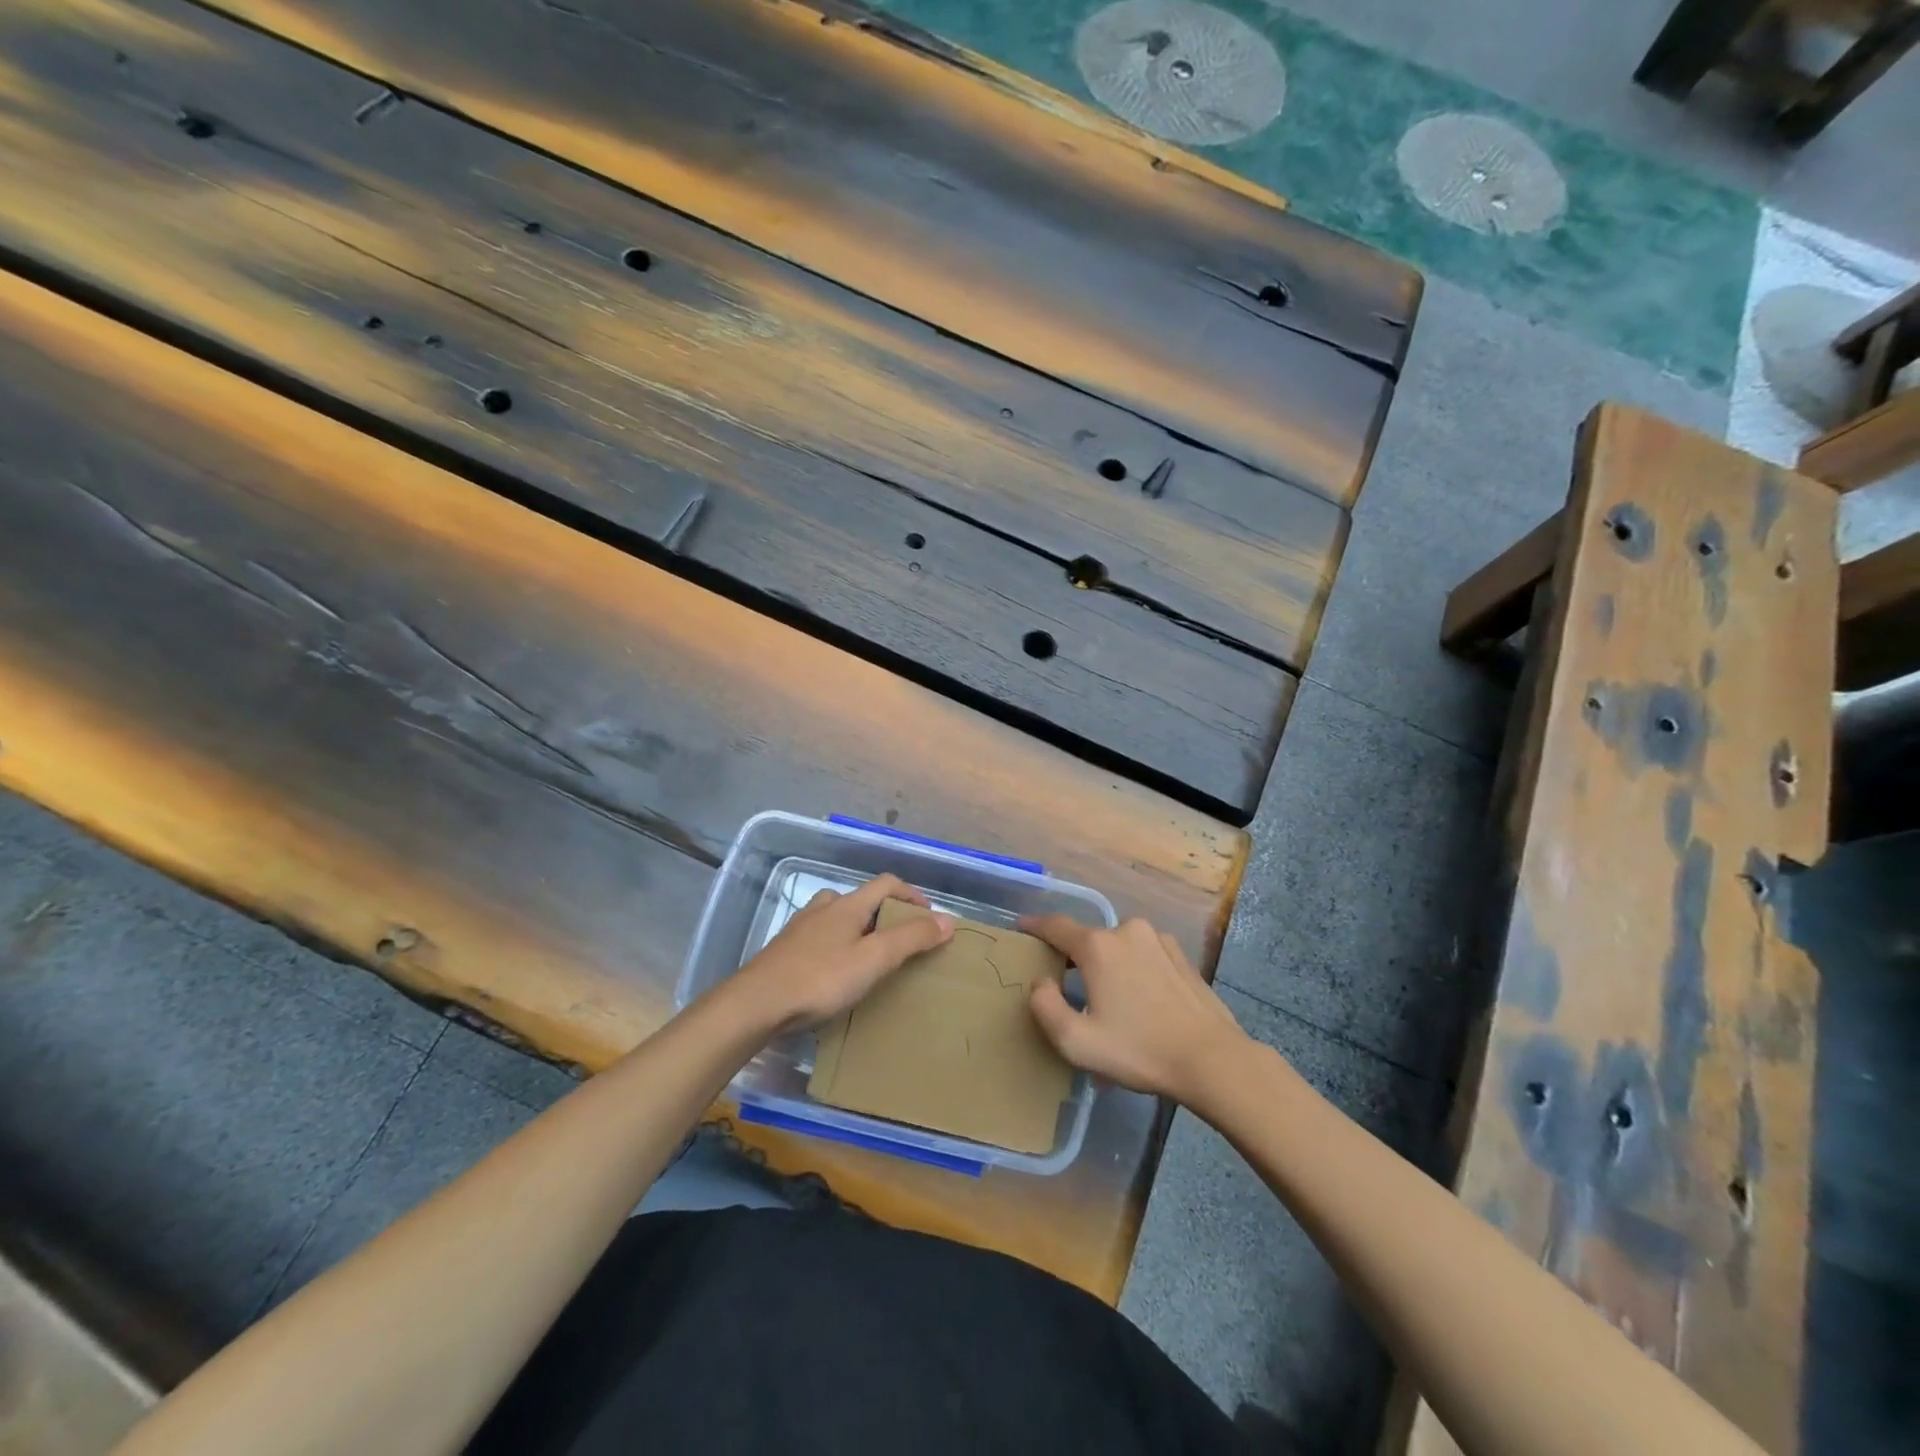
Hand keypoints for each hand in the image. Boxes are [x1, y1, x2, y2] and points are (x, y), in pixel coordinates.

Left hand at [729, 874, 953, 1031]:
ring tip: (869, 956)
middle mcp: (823, 908)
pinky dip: (837, 946)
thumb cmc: (820, 979)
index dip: (911, 894)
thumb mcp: (873, 960)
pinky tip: (836, 973)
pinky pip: (820, 938)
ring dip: (858, 929)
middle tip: (900, 940)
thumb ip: (910, 939)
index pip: (886, 883)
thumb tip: (947, 920)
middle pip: (861, 899)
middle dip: (885, 914)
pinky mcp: (784, 951)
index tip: (929, 917)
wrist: (756, 1004)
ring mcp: (800, 928)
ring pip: (837, 918)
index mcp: (848, 905)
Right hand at [1020, 916, 1246, 1104]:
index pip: (1056, 926)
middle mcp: (1126, 931)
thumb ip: (1045, 1007)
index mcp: (1097, 947)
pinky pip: (1144, 956)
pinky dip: (1134, 971)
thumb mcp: (1076, 1042)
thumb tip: (1041, 982)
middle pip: (1088, 940)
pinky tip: (1141, 1002)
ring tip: (1110, 1003)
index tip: (1021, 927)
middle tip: (1069, 990)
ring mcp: (1158, 940)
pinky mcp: (1180, 955)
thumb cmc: (1139, 1050)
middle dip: (1075, 959)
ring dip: (1108, 967)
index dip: (1035, 926)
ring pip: (1119, 948)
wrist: (1212, 1059)